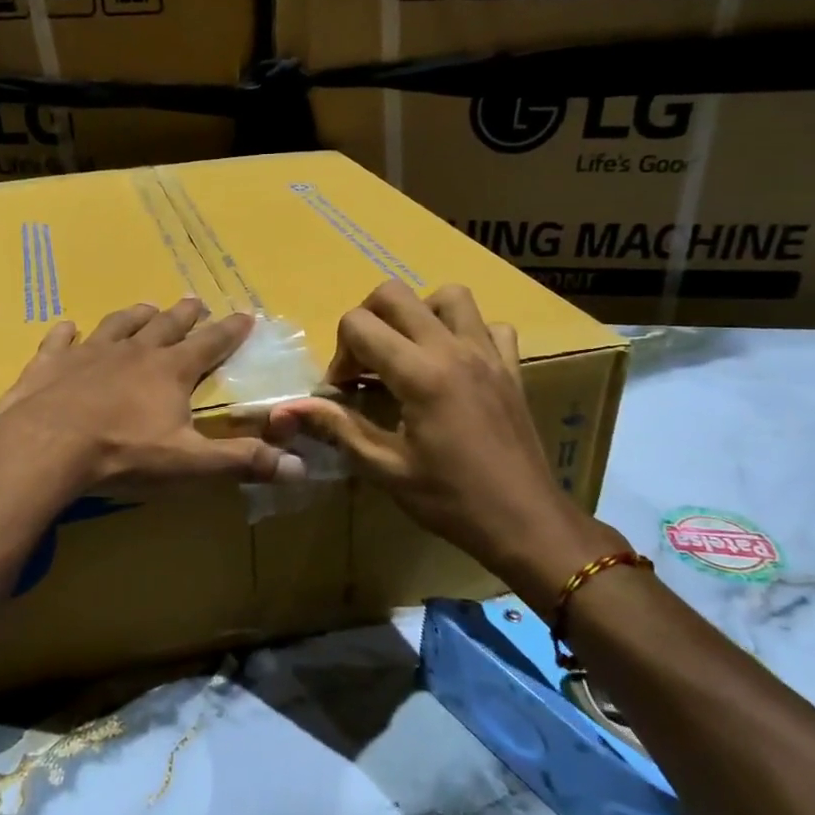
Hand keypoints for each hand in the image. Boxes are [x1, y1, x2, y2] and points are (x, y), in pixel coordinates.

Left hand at [0, 298, 305, 495]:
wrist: (46, 447)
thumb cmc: (124, 454)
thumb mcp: (190, 463)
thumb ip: (242, 462)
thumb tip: (300, 467)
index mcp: (170, 371)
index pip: (210, 344)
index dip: (230, 331)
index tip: (245, 314)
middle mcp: (133, 351)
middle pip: (165, 325)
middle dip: (185, 314)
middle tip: (195, 301)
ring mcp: (88, 353)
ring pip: (117, 325)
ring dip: (134, 315)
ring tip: (145, 307)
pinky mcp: (49, 363)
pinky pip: (60, 340)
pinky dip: (66, 333)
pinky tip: (67, 327)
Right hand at [266, 281, 624, 610]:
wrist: (525, 522)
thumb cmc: (450, 500)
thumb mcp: (386, 469)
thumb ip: (338, 428)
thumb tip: (289, 408)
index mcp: (420, 374)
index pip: (359, 324)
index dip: (340, 354)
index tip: (344, 390)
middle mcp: (453, 350)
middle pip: (395, 293)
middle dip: (367, 319)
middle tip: (366, 362)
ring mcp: (488, 354)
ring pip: (448, 296)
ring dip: (419, 313)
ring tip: (408, 351)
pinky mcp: (512, 367)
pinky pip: (490, 325)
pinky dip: (467, 332)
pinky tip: (455, 364)